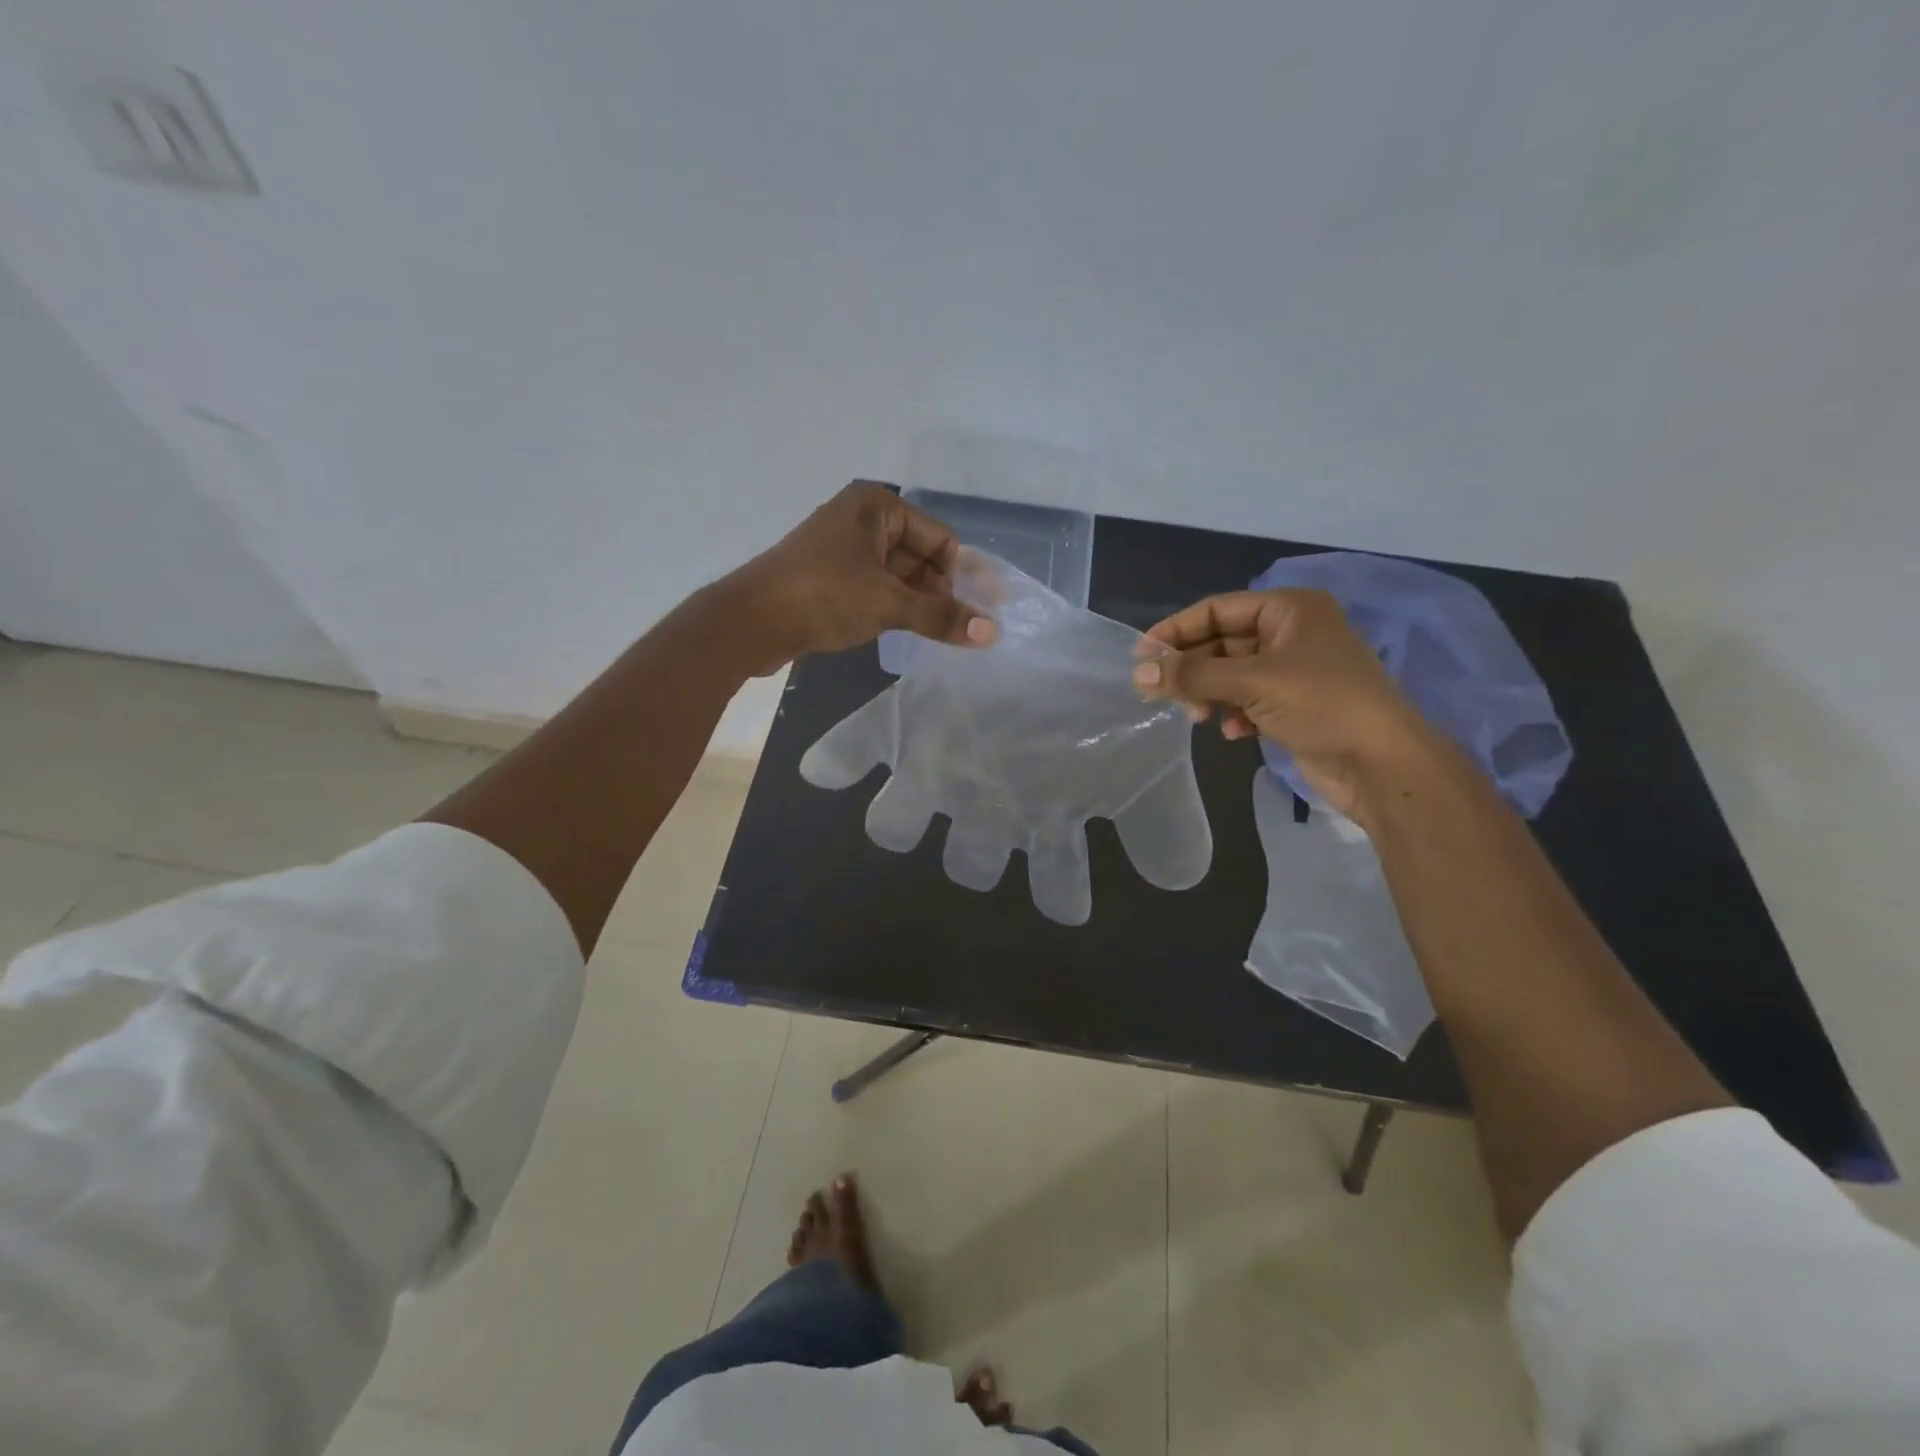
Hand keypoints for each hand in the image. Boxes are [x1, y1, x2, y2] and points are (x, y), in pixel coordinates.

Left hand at [732, 482, 997, 670]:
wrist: (749, 621)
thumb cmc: (824, 596)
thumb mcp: (889, 604)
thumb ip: (941, 616)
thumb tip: (993, 632)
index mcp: (877, 506)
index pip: (939, 538)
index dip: (961, 575)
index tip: (979, 612)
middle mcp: (861, 519)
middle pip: (920, 556)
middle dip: (941, 591)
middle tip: (962, 628)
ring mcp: (843, 548)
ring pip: (897, 575)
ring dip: (918, 603)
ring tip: (940, 635)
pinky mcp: (829, 577)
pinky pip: (876, 587)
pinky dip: (894, 607)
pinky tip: (907, 632)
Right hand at [1131, 588, 1440, 820]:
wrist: (1383, 763)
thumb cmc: (1322, 704)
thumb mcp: (1253, 682)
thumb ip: (1193, 675)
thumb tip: (1138, 673)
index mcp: (1290, 609)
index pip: (1217, 609)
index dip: (1176, 630)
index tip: (1140, 655)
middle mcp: (1292, 633)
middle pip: (1223, 642)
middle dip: (1192, 668)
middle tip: (1156, 691)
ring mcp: (1295, 671)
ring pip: (1233, 674)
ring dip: (1210, 693)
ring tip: (1197, 716)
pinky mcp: (1296, 706)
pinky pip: (1250, 701)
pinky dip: (1235, 713)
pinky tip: (1232, 733)